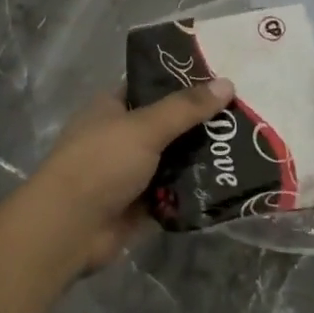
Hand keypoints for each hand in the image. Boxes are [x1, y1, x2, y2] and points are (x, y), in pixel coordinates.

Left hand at [15, 78, 235, 273]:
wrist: (68, 229)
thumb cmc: (100, 163)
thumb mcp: (145, 127)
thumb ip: (186, 108)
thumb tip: (227, 84)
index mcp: (112, 108)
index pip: (151, 87)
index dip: (183, 83)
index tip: (221, 83)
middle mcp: (120, 137)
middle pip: (168, 125)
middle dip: (200, 124)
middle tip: (242, 117)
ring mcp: (130, 173)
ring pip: (174, 160)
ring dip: (201, 158)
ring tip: (244, 148)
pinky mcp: (140, 205)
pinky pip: (174, 193)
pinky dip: (194, 190)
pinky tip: (228, 182)